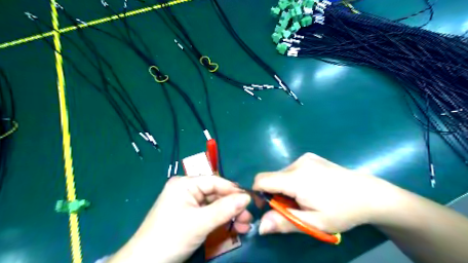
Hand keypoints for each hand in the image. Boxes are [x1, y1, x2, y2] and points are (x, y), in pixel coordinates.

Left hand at [109, 174, 252, 262]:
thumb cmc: (170, 238)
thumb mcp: (200, 222)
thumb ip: (225, 209)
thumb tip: (248, 197)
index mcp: (185, 184)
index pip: (215, 182)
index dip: (233, 190)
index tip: (250, 199)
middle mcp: (187, 190)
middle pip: (216, 194)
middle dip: (233, 206)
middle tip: (249, 217)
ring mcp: (188, 204)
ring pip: (214, 205)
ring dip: (229, 215)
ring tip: (245, 225)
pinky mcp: (189, 216)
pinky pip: (209, 214)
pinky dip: (221, 221)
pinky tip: (234, 227)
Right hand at [255, 153, 395, 235]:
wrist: (368, 194)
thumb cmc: (342, 211)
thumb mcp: (313, 223)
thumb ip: (284, 222)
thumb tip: (260, 226)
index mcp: (296, 178)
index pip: (262, 180)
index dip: (259, 194)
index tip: (269, 207)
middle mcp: (297, 163)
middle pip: (272, 178)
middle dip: (275, 193)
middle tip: (292, 207)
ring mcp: (305, 158)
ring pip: (282, 174)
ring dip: (285, 187)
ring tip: (304, 198)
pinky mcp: (310, 157)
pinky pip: (292, 169)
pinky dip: (293, 180)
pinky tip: (311, 187)